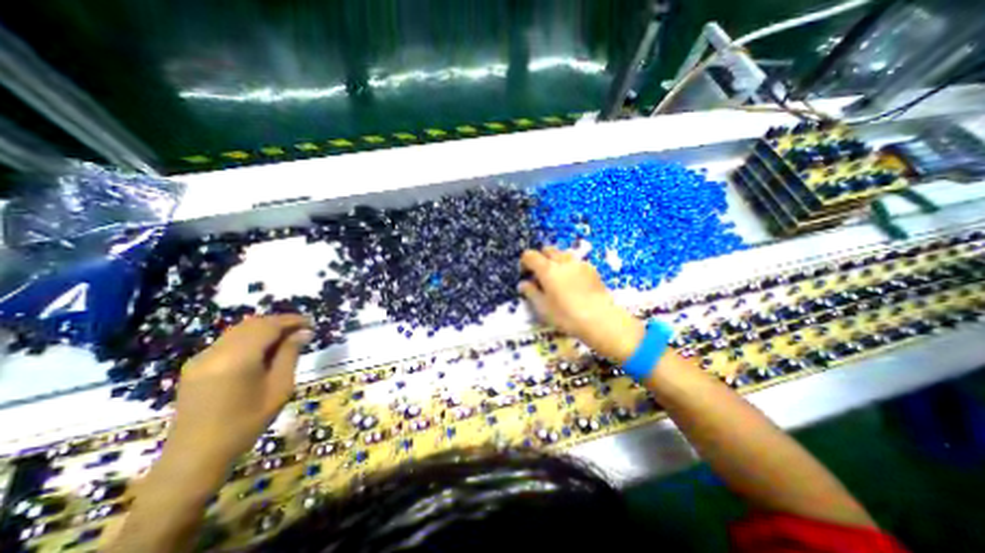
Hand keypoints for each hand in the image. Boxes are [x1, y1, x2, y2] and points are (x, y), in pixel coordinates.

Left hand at [161, 315, 310, 474]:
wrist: (196, 457)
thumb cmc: (246, 423)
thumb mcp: (279, 388)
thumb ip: (290, 355)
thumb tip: (303, 332)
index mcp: (237, 358)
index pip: (269, 325)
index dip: (292, 320)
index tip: (311, 323)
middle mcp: (216, 352)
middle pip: (253, 324)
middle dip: (280, 322)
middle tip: (302, 330)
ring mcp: (201, 358)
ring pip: (240, 330)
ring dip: (265, 329)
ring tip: (287, 338)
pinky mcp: (195, 366)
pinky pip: (229, 341)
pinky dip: (251, 338)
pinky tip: (264, 350)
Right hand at [519, 247, 642, 363]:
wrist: (601, 319)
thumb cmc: (566, 315)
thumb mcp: (543, 308)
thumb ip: (531, 293)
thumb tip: (523, 283)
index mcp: (547, 269)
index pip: (530, 255)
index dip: (525, 262)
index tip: (526, 274)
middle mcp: (562, 261)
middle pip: (547, 249)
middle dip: (541, 258)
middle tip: (541, 274)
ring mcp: (579, 263)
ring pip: (563, 253)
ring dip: (556, 260)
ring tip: (558, 277)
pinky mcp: (592, 269)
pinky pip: (576, 261)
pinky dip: (570, 266)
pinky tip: (574, 282)